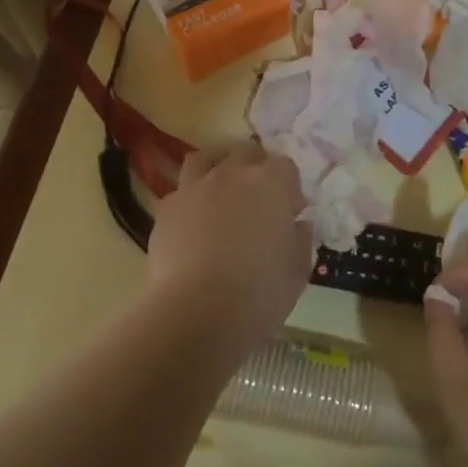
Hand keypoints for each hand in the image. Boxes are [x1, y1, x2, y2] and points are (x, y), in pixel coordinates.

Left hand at [146, 142, 307, 354]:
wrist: (195, 314)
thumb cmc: (258, 293)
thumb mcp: (297, 271)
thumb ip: (301, 240)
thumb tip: (298, 224)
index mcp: (270, 183)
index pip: (285, 166)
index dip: (290, 188)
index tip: (291, 213)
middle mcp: (232, 174)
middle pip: (246, 152)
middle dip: (256, 168)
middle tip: (260, 199)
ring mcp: (195, 188)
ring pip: (206, 158)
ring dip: (218, 167)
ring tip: (222, 191)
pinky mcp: (166, 209)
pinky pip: (180, 192)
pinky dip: (190, 200)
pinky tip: (193, 224)